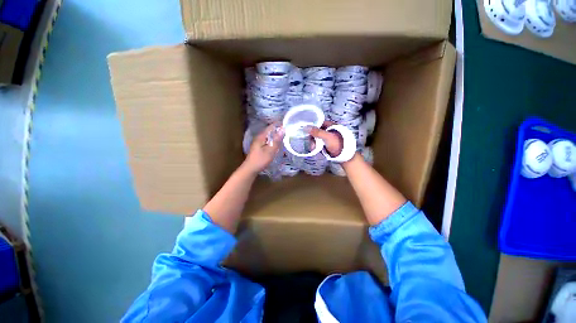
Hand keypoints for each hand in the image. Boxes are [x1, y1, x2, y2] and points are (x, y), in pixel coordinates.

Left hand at [243, 124, 284, 173]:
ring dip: (276, 136)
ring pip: (269, 136)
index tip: (288, 125)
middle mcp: (259, 137)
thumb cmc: (260, 160)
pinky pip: (268, 141)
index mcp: (261, 136)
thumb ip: (277, 140)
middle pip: (270, 131)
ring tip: (285, 137)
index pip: (271, 126)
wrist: (250, 169)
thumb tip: (283, 129)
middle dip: (279, 131)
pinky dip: (274, 141)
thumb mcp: (270, 150)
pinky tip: (278, 144)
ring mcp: (259, 142)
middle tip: (288, 132)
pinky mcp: (259, 147)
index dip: (279, 125)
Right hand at [308, 121, 342, 156]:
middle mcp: (328, 130)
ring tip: (313, 148)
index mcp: (330, 125)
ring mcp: (328, 137)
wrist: (344, 155)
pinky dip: (316, 146)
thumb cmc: (337, 144)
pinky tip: (315, 149)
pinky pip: (319, 143)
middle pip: (316, 131)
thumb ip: (317, 132)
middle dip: (312, 138)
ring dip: (314, 143)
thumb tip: (306, 127)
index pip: (318, 123)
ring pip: (317, 138)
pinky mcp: (327, 143)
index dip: (312, 127)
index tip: (307, 132)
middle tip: (312, 144)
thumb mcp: (327, 137)